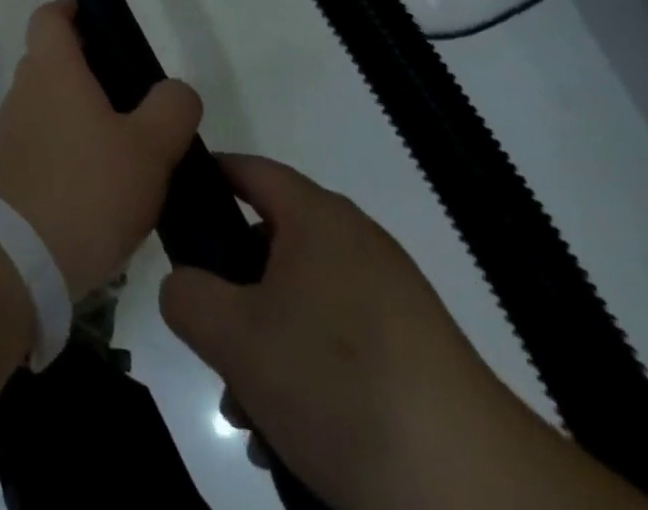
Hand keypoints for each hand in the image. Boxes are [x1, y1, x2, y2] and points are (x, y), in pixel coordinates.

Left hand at [0, 0, 201, 299]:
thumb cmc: (87, 190)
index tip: (92, 17)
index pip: (49, 17)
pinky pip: (41, 141)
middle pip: (51, 60)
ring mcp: (11, 132)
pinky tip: (99, 184)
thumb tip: (176, 91)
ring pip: (47, 103)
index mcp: (52, 70)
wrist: (17, 261)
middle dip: (86, 67)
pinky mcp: (8, 170)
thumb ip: (172, 109)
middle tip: (130, 93)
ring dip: (78, 111)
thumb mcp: (150, 149)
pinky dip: (66, 146)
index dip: (69, 9)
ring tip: (123, 145)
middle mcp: (24, 91)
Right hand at [159, 156, 541, 509]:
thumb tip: (185, 287)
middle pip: (270, 246)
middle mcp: (356, 243)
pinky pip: (339, 343)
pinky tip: (295, 435)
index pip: (249, 169)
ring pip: (301, 304)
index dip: (206, 177)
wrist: (475, 489)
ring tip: (249, 411)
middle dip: (232, 294)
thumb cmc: (339, 383)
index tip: (172, 208)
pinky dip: (308, 374)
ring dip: (265, 347)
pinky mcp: (415, 353)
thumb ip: (186, 295)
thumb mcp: (234, 337)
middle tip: (209, 340)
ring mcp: (391, 299)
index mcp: (317, 217)